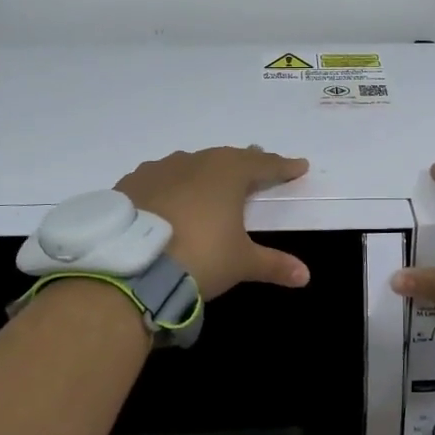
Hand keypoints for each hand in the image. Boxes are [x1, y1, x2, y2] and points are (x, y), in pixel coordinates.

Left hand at [115, 147, 310, 299]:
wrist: (129, 266)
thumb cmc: (199, 256)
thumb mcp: (241, 263)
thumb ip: (274, 264)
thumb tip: (305, 276)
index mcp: (228, 172)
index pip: (264, 165)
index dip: (283, 167)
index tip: (299, 165)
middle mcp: (195, 161)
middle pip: (227, 158)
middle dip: (245, 164)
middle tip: (258, 166)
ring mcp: (159, 169)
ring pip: (191, 165)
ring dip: (206, 173)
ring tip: (212, 182)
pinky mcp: (131, 184)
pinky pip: (160, 179)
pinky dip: (172, 186)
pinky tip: (170, 199)